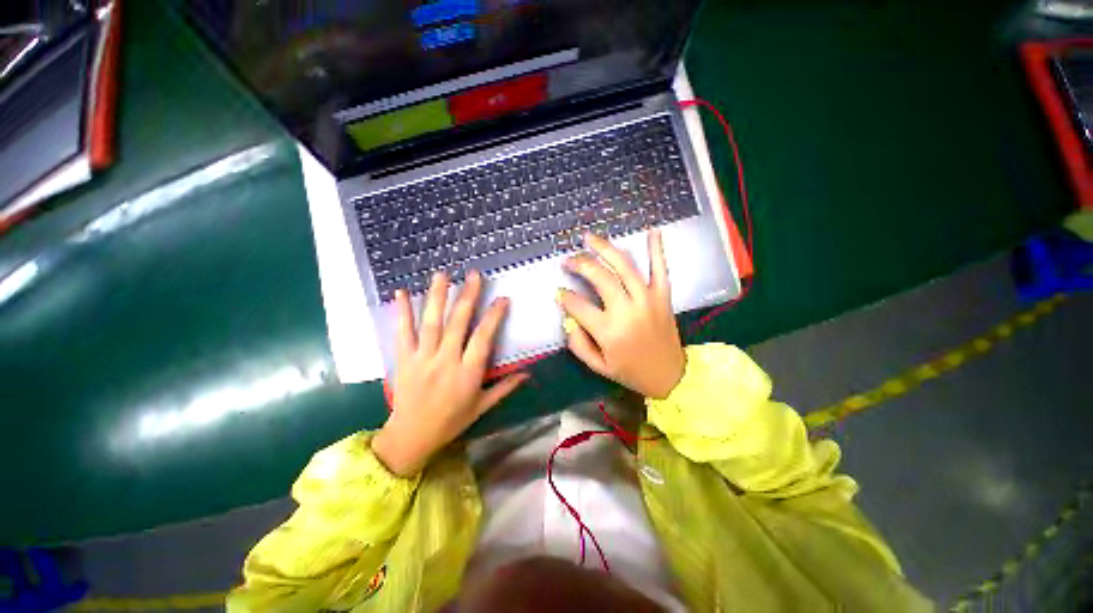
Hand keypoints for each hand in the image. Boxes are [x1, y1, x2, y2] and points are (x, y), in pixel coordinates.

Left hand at [372, 271, 527, 476]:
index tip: (503, 299)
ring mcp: (422, 359)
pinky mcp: (403, 360)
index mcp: (468, 374)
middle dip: (467, 297)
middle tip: (474, 275)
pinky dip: (402, 312)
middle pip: (457, 324)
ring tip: (442, 275)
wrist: (411, 437)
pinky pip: (403, 333)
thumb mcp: (482, 406)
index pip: (483, 339)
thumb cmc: (451, 421)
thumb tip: (528, 373)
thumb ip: (505, 387)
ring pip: (431, 323)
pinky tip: (402, 292)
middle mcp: (446, 361)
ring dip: (437, 297)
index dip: (494, 317)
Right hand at [557, 231, 685, 398]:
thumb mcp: (597, 366)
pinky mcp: (663, 296)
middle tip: (568, 260)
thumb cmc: (630, 371)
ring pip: (624, 266)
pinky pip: (660, 269)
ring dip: (605, 248)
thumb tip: (567, 318)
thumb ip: (577, 343)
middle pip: (599, 277)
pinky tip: (653, 231)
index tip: (559, 293)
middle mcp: (627, 310)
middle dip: (579, 264)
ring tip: (589, 238)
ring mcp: (647, 299)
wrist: (670, 376)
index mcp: (609, 331)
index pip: (578, 305)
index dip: (564, 297)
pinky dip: (657, 249)